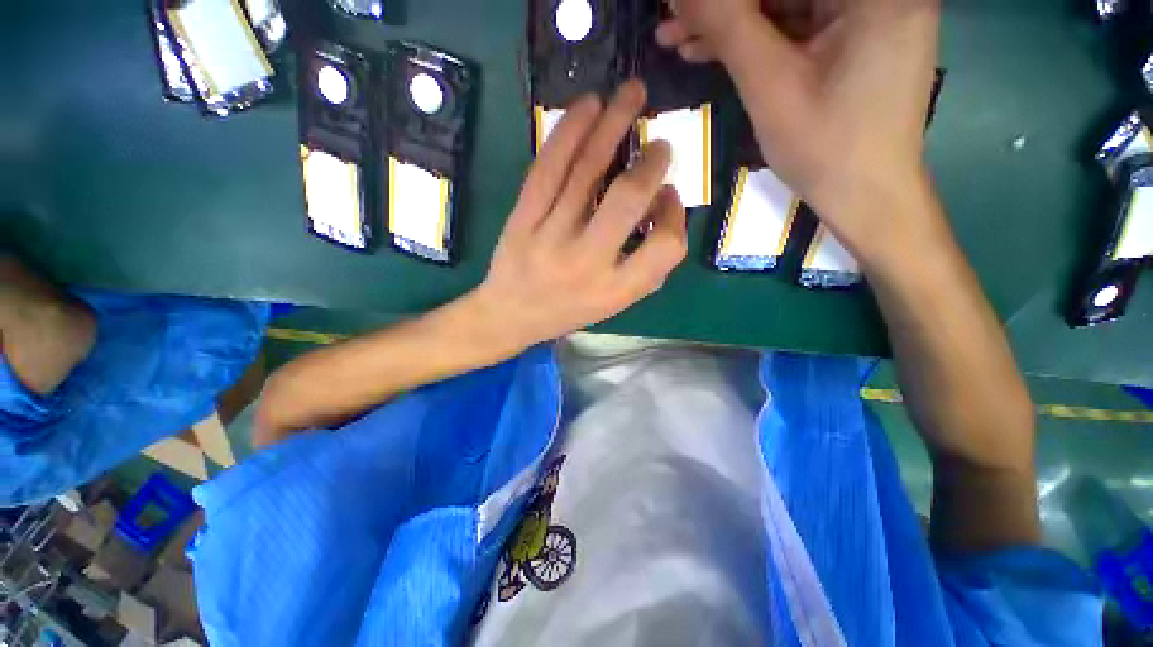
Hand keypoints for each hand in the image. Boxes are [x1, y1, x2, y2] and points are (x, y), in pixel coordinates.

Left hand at [470, 80, 687, 351]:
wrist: (509, 316)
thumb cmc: (567, 311)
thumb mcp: (614, 305)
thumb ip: (645, 267)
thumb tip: (661, 205)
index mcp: (614, 290)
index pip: (666, 247)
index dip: (676, 217)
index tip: (668, 199)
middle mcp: (586, 262)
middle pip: (627, 200)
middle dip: (651, 163)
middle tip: (660, 144)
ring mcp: (549, 237)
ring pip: (586, 171)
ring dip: (613, 125)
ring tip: (633, 94)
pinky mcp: (522, 218)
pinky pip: (547, 168)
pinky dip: (569, 132)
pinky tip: (588, 107)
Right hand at [658, 0, 942, 266]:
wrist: (866, 196)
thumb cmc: (826, 147)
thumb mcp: (770, 85)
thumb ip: (727, 26)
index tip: (678, 4)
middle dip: (724, 8)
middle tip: (672, 21)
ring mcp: (867, 13)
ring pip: (784, 5)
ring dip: (731, 25)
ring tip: (678, 41)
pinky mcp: (854, 38)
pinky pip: (795, 28)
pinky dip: (754, 40)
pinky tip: (709, 51)